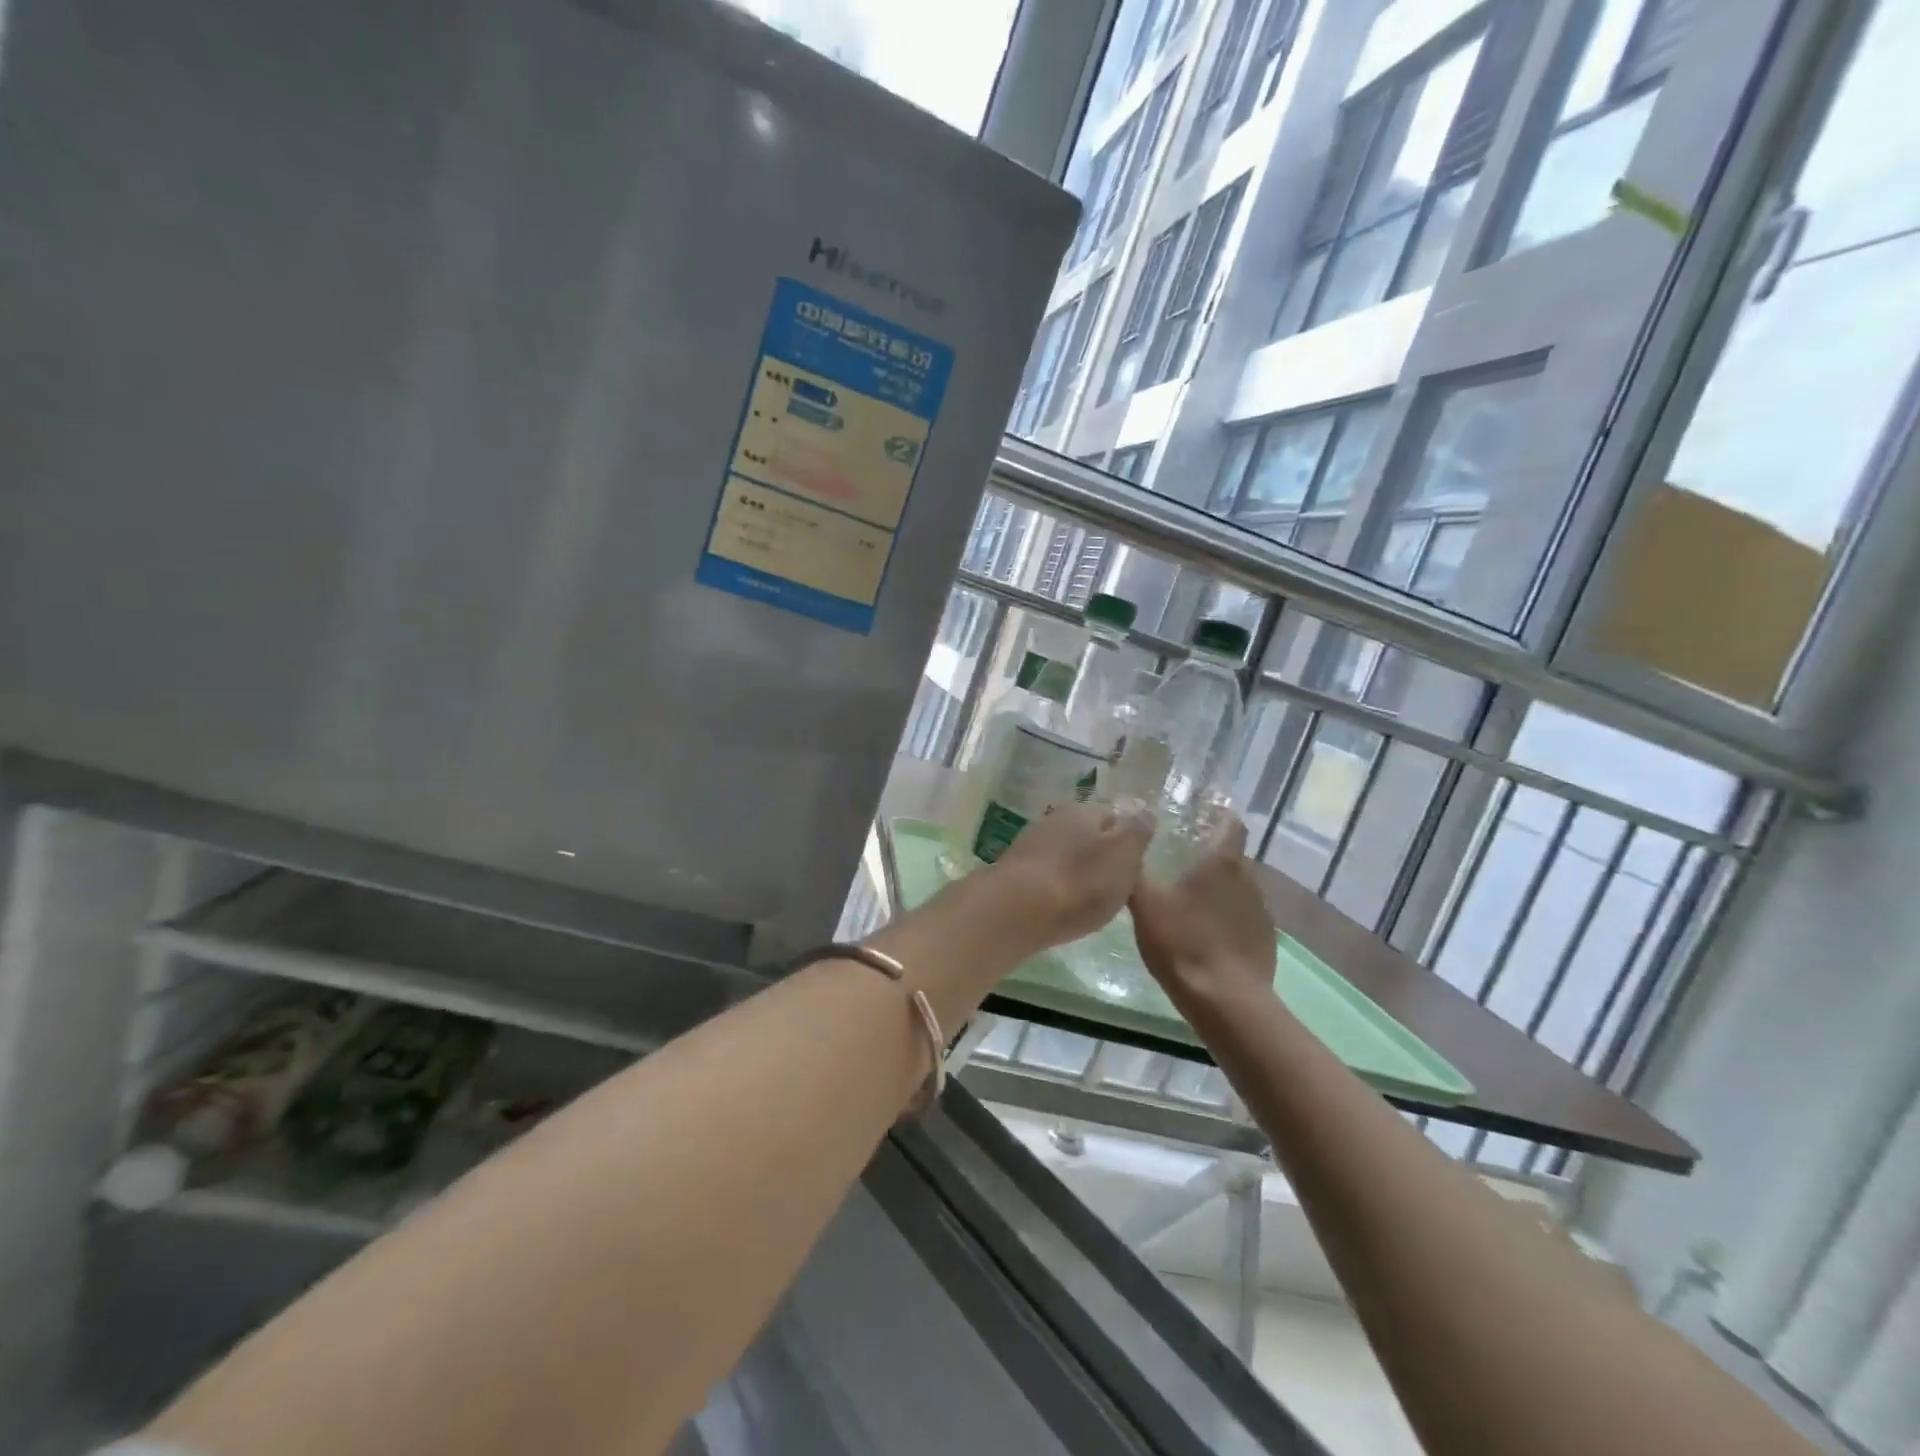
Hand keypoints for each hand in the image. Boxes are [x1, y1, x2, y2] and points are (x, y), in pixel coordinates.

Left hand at [982, 799, 1154, 954]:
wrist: (1016, 911)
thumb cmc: (1081, 882)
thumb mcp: (1124, 854)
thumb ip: (1137, 830)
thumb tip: (1142, 810)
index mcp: (1082, 809)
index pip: (1114, 817)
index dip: (1128, 842)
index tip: (1135, 868)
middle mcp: (1053, 819)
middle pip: (1087, 836)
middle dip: (1101, 857)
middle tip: (1115, 888)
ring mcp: (1029, 845)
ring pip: (1065, 856)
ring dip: (1078, 874)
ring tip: (1090, 902)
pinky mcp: (1013, 873)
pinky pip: (1046, 877)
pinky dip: (1057, 889)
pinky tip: (1062, 908)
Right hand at [1129, 815, 1277, 1012]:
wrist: (1227, 1002)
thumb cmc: (1183, 943)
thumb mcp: (1145, 905)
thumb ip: (1134, 872)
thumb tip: (1124, 843)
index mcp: (1222, 863)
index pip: (1231, 825)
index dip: (1220, 815)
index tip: (1204, 812)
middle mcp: (1249, 879)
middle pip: (1233, 857)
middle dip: (1212, 855)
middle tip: (1183, 859)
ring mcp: (1262, 912)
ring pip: (1240, 888)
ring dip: (1221, 888)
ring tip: (1193, 898)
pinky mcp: (1265, 941)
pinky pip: (1244, 917)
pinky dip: (1229, 917)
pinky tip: (1208, 933)